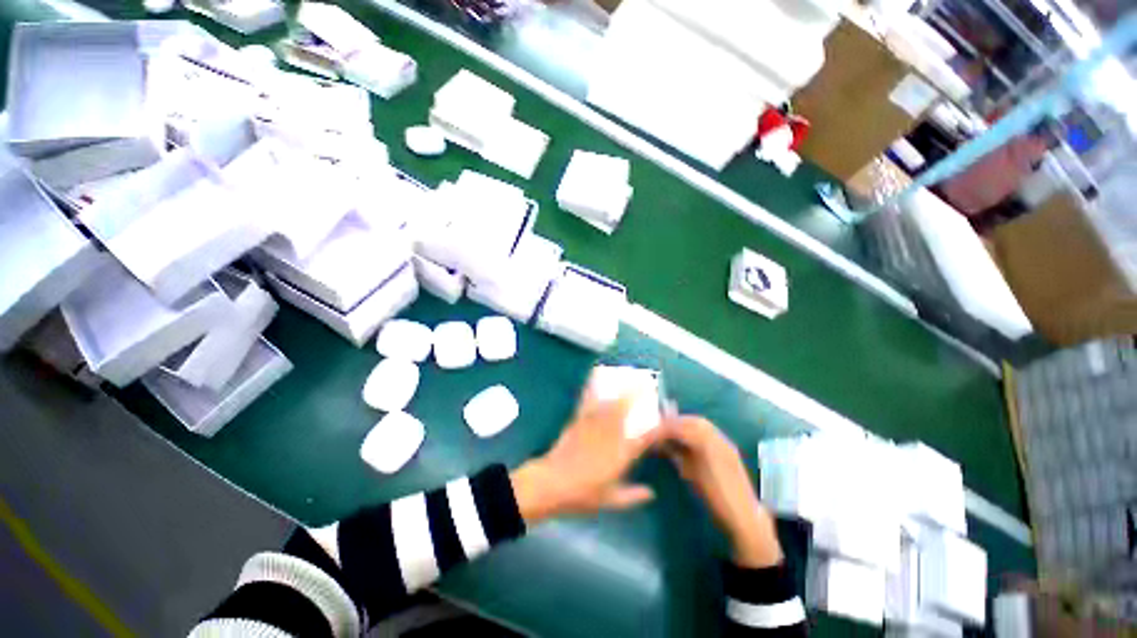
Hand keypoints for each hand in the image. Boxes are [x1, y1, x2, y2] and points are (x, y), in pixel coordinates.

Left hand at [511, 383, 664, 525]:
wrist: (552, 483)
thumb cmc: (583, 494)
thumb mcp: (610, 500)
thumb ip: (632, 496)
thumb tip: (651, 493)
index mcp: (621, 455)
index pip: (645, 437)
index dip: (657, 427)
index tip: (666, 418)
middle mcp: (610, 436)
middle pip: (626, 411)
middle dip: (637, 395)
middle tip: (646, 382)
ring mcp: (593, 426)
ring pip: (609, 404)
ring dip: (619, 390)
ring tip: (627, 377)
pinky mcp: (578, 421)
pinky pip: (587, 403)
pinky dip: (592, 391)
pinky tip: (595, 381)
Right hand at [661, 416, 781, 568]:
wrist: (745, 516)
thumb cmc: (715, 497)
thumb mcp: (692, 476)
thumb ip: (678, 455)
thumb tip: (663, 443)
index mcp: (708, 443)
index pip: (682, 427)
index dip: (665, 428)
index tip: (651, 433)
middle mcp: (718, 437)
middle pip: (693, 421)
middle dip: (675, 422)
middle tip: (659, 429)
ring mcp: (725, 442)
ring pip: (701, 425)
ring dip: (685, 426)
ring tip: (670, 434)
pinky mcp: (728, 449)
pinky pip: (708, 432)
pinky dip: (694, 432)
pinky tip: (686, 442)